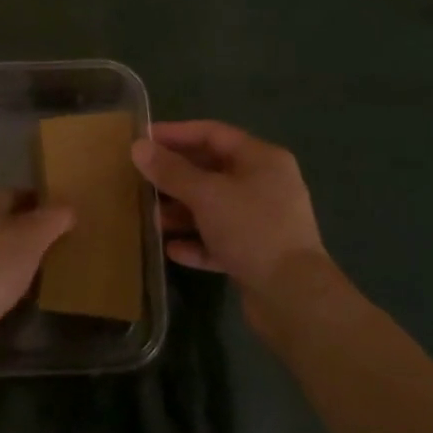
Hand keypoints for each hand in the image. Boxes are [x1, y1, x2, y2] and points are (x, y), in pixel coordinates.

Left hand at [0, 190, 74, 359]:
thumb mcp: (31, 239)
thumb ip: (53, 218)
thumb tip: (69, 207)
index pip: (14, 194)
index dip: (41, 208)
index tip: (62, 226)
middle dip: (24, 234)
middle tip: (52, 251)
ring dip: (8, 257)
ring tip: (35, 274)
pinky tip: (10, 293)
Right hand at [131, 121, 326, 301]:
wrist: (294, 298)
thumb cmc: (252, 229)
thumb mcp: (206, 194)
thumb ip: (171, 171)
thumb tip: (138, 147)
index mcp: (262, 159)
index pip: (212, 133)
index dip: (176, 133)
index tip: (143, 140)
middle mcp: (266, 184)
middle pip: (212, 170)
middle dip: (176, 176)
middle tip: (141, 179)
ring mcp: (264, 221)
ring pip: (215, 207)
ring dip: (183, 211)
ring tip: (152, 218)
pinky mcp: (258, 254)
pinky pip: (221, 239)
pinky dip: (198, 241)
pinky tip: (172, 250)